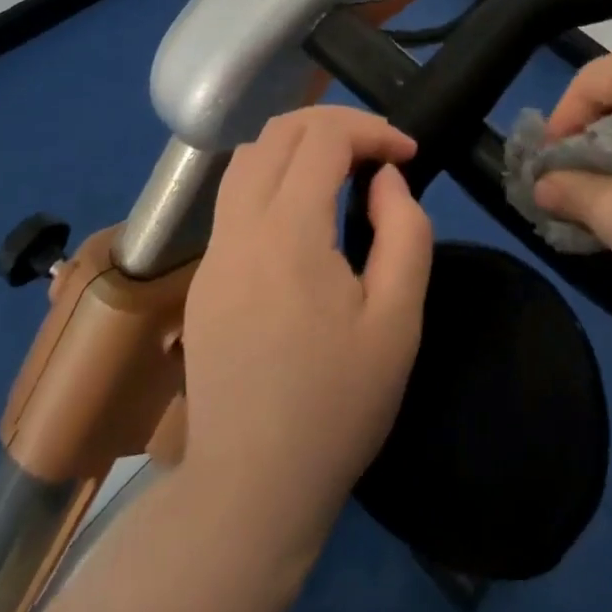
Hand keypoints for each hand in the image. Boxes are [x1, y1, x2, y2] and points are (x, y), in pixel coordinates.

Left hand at [180, 107, 433, 553]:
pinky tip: (305, 212)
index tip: (407, 154)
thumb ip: (404, 233)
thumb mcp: (398, 322)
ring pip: (248, 157)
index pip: (322, 138)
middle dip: (335, 123)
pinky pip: (235, 196)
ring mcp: (213, 251)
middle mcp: (239, 228)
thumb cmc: (336, 407)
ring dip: (298, 144)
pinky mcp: (204, 276)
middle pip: (278, 132)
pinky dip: (274, 175)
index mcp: (287, 235)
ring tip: (342, 169)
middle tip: (378, 149)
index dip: (371, 129)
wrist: (251, 488)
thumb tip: (384, 179)